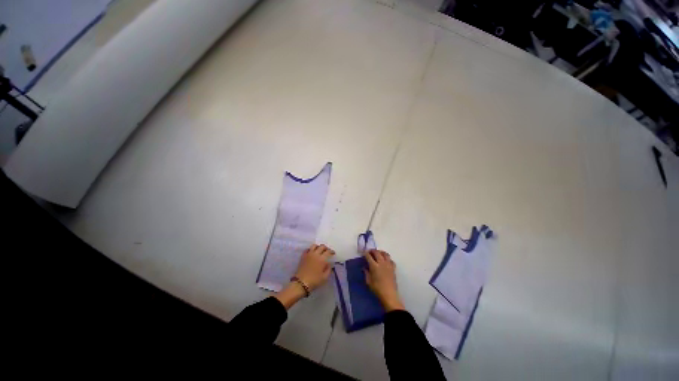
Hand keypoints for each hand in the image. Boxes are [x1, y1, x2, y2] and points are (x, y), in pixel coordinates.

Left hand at [295, 244, 334, 290]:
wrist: (301, 283)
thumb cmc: (314, 281)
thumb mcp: (325, 277)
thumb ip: (329, 269)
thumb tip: (329, 264)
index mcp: (322, 259)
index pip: (328, 251)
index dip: (331, 251)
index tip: (333, 253)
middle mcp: (316, 254)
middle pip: (322, 246)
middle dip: (326, 248)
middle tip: (327, 251)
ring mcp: (309, 254)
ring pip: (314, 245)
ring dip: (318, 247)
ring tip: (319, 251)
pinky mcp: (303, 256)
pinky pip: (307, 249)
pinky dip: (310, 249)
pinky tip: (311, 253)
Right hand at [364, 250, 404, 311]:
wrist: (389, 295)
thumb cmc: (377, 289)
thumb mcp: (368, 282)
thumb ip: (366, 273)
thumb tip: (364, 268)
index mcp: (374, 266)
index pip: (369, 256)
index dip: (365, 253)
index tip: (364, 252)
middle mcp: (381, 263)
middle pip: (377, 252)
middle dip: (372, 251)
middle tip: (370, 252)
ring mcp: (388, 265)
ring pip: (385, 254)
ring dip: (381, 252)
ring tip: (378, 254)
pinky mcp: (393, 268)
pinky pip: (391, 260)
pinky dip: (388, 258)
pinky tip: (386, 261)